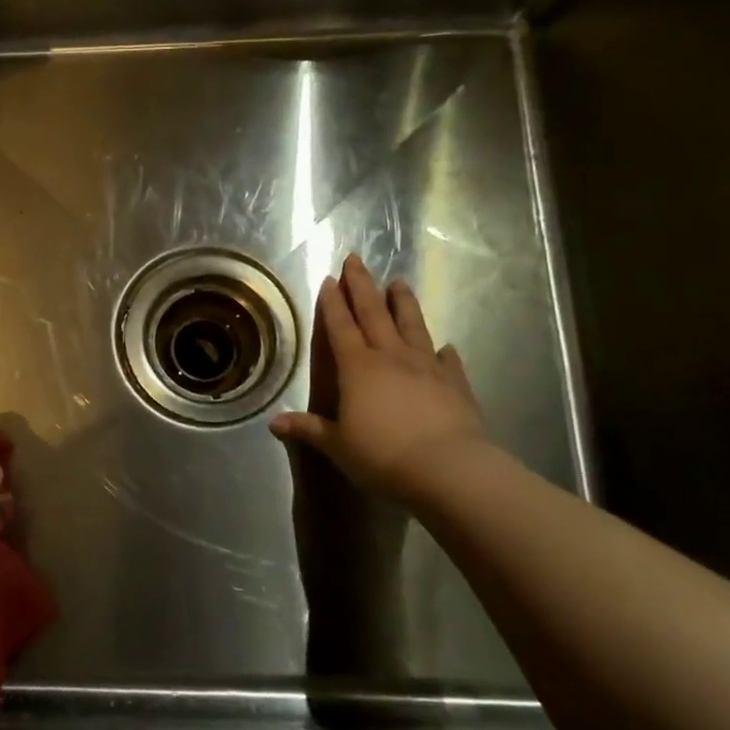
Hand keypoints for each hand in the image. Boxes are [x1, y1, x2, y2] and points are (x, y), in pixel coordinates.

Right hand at [271, 255, 489, 494]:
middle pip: (374, 314)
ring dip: (404, 304)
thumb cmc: (382, 455)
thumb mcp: (337, 445)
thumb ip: (308, 429)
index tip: (329, 279)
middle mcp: (391, 357)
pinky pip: (448, 361)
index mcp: (357, 367)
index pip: (341, 326)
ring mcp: (427, 367)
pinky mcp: (455, 384)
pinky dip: (444, 352)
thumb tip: (274, 423)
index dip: (333, 303)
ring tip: (399, 283)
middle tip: (356, 260)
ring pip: (413, 326)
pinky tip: (446, 346)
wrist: (447, 469)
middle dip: (362, 286)